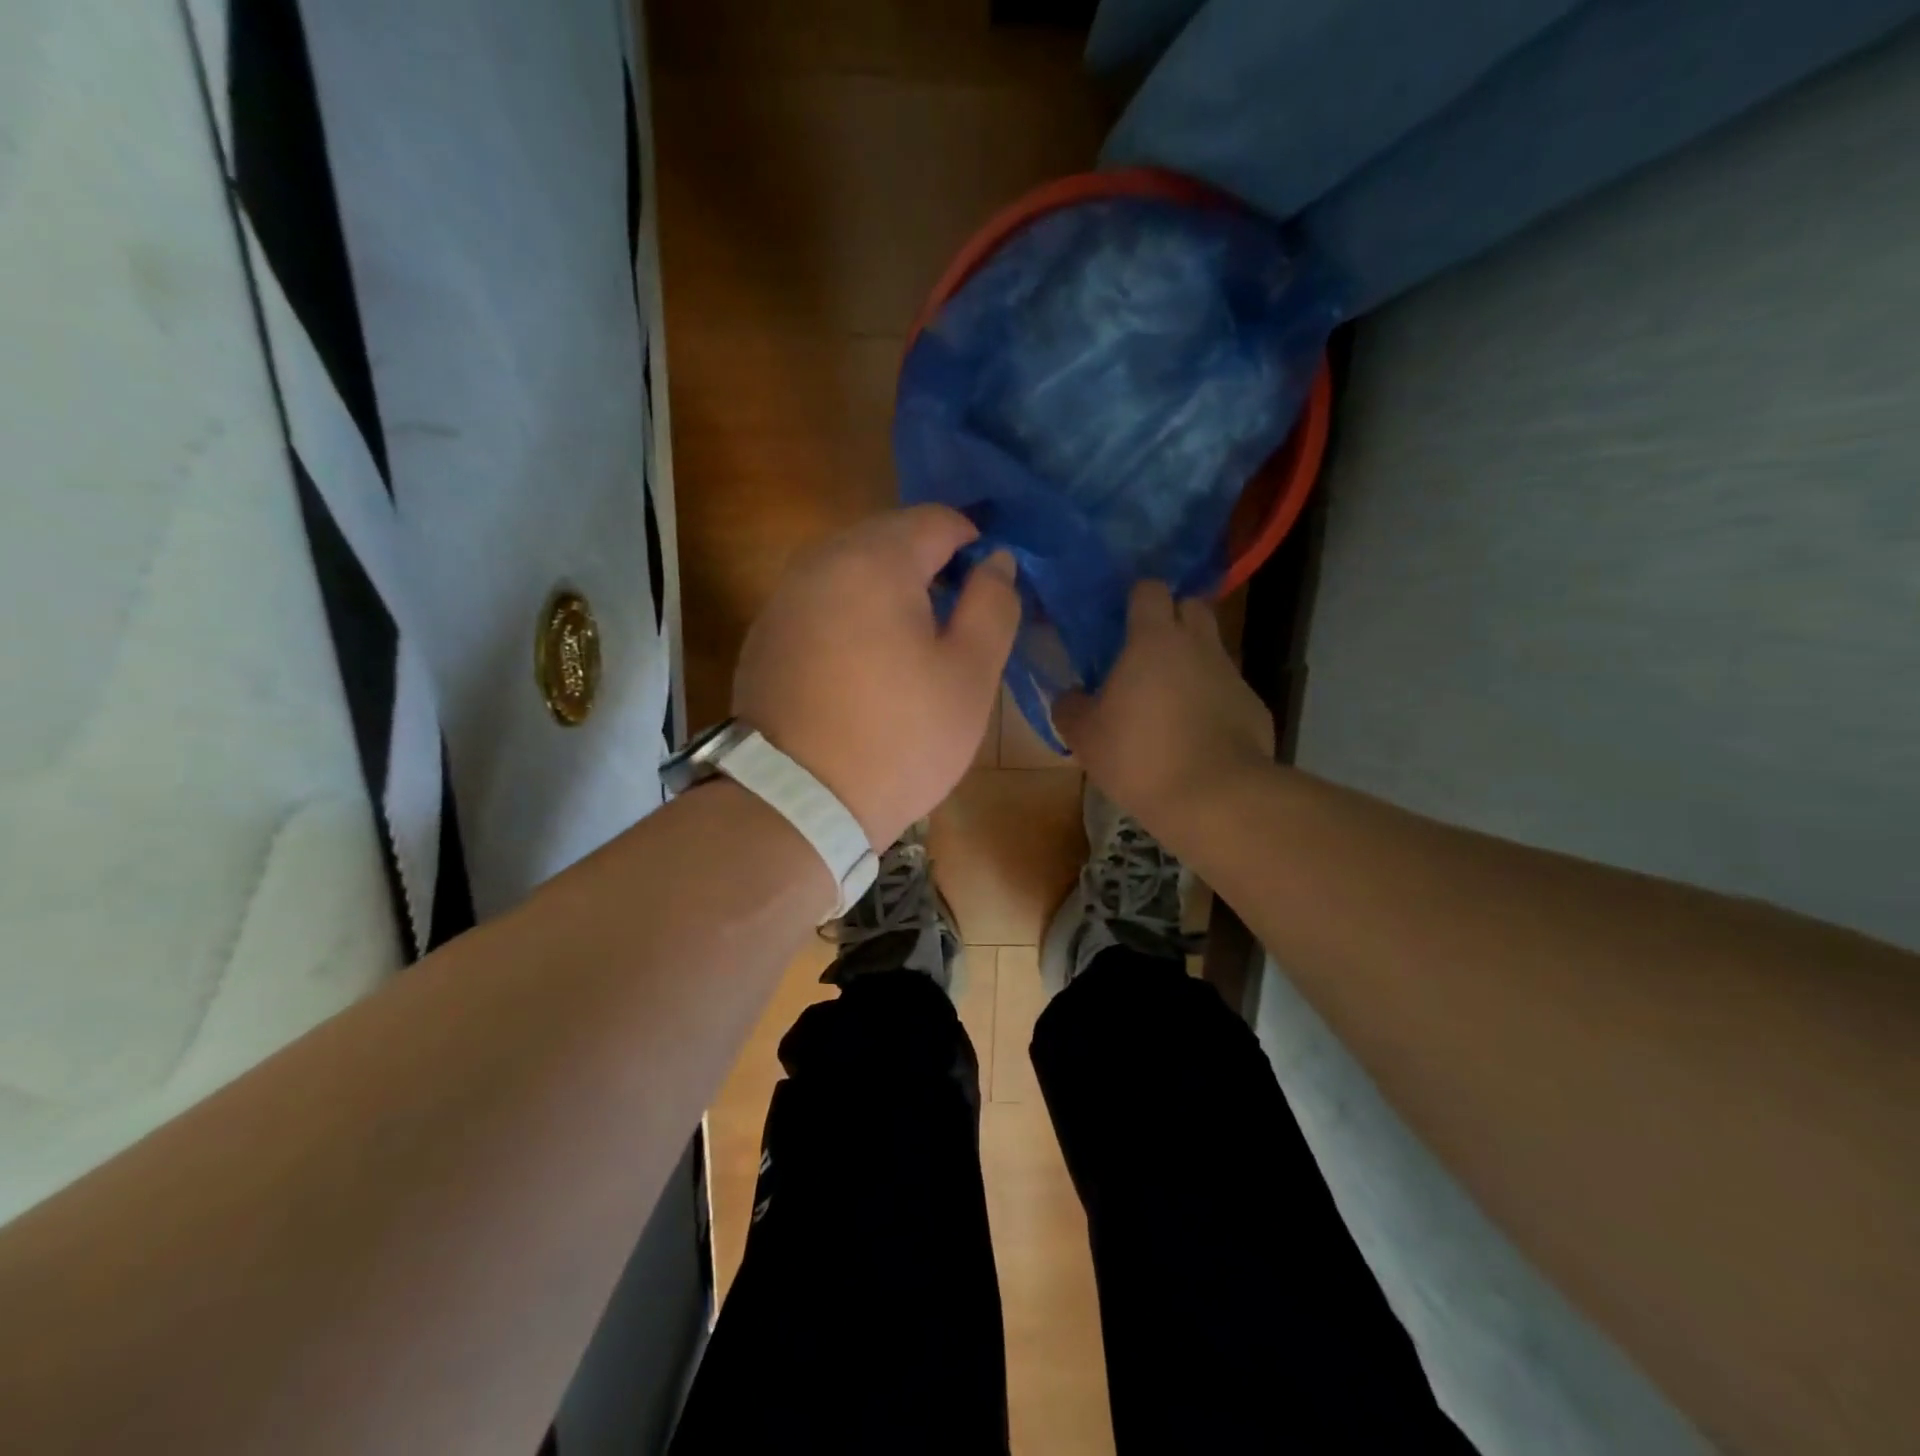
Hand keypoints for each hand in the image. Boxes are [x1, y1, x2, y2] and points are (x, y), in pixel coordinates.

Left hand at [733, 506, 1019, 848]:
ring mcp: (784, 598)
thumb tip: (996, 561)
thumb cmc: (899, 739)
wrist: (796, 803)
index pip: (936, 520)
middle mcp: (820, 562)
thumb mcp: (969, 676)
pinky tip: (866, 664)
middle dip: (930, 565)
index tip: (990, 588)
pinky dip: (852, 613)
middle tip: (958, 619)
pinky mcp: (765, 634)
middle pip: (889, 537)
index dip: (974, 544)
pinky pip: (821, 601)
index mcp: (874, 560)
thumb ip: (993, 606)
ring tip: (915, 643)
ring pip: (851, 568)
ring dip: (890, 589)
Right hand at [1055, 581, 1274, 839]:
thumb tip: (1069, 696)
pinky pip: (1229, 690)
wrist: (1214, 796)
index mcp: (1154, 640)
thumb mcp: (1085, 736)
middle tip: (1148, 651)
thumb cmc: (1139, 756)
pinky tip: (1198, 734)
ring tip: (1170, 700)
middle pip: (1192, 607)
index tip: (1122, 618)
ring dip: (1192, 663)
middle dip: (1173, 618)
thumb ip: (1070, 707)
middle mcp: (1199, 645)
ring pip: (1212, 650)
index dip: (1136, 598)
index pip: (1150, 589)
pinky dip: (1213, 701)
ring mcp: (1233, 675)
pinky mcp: (1255, 707)